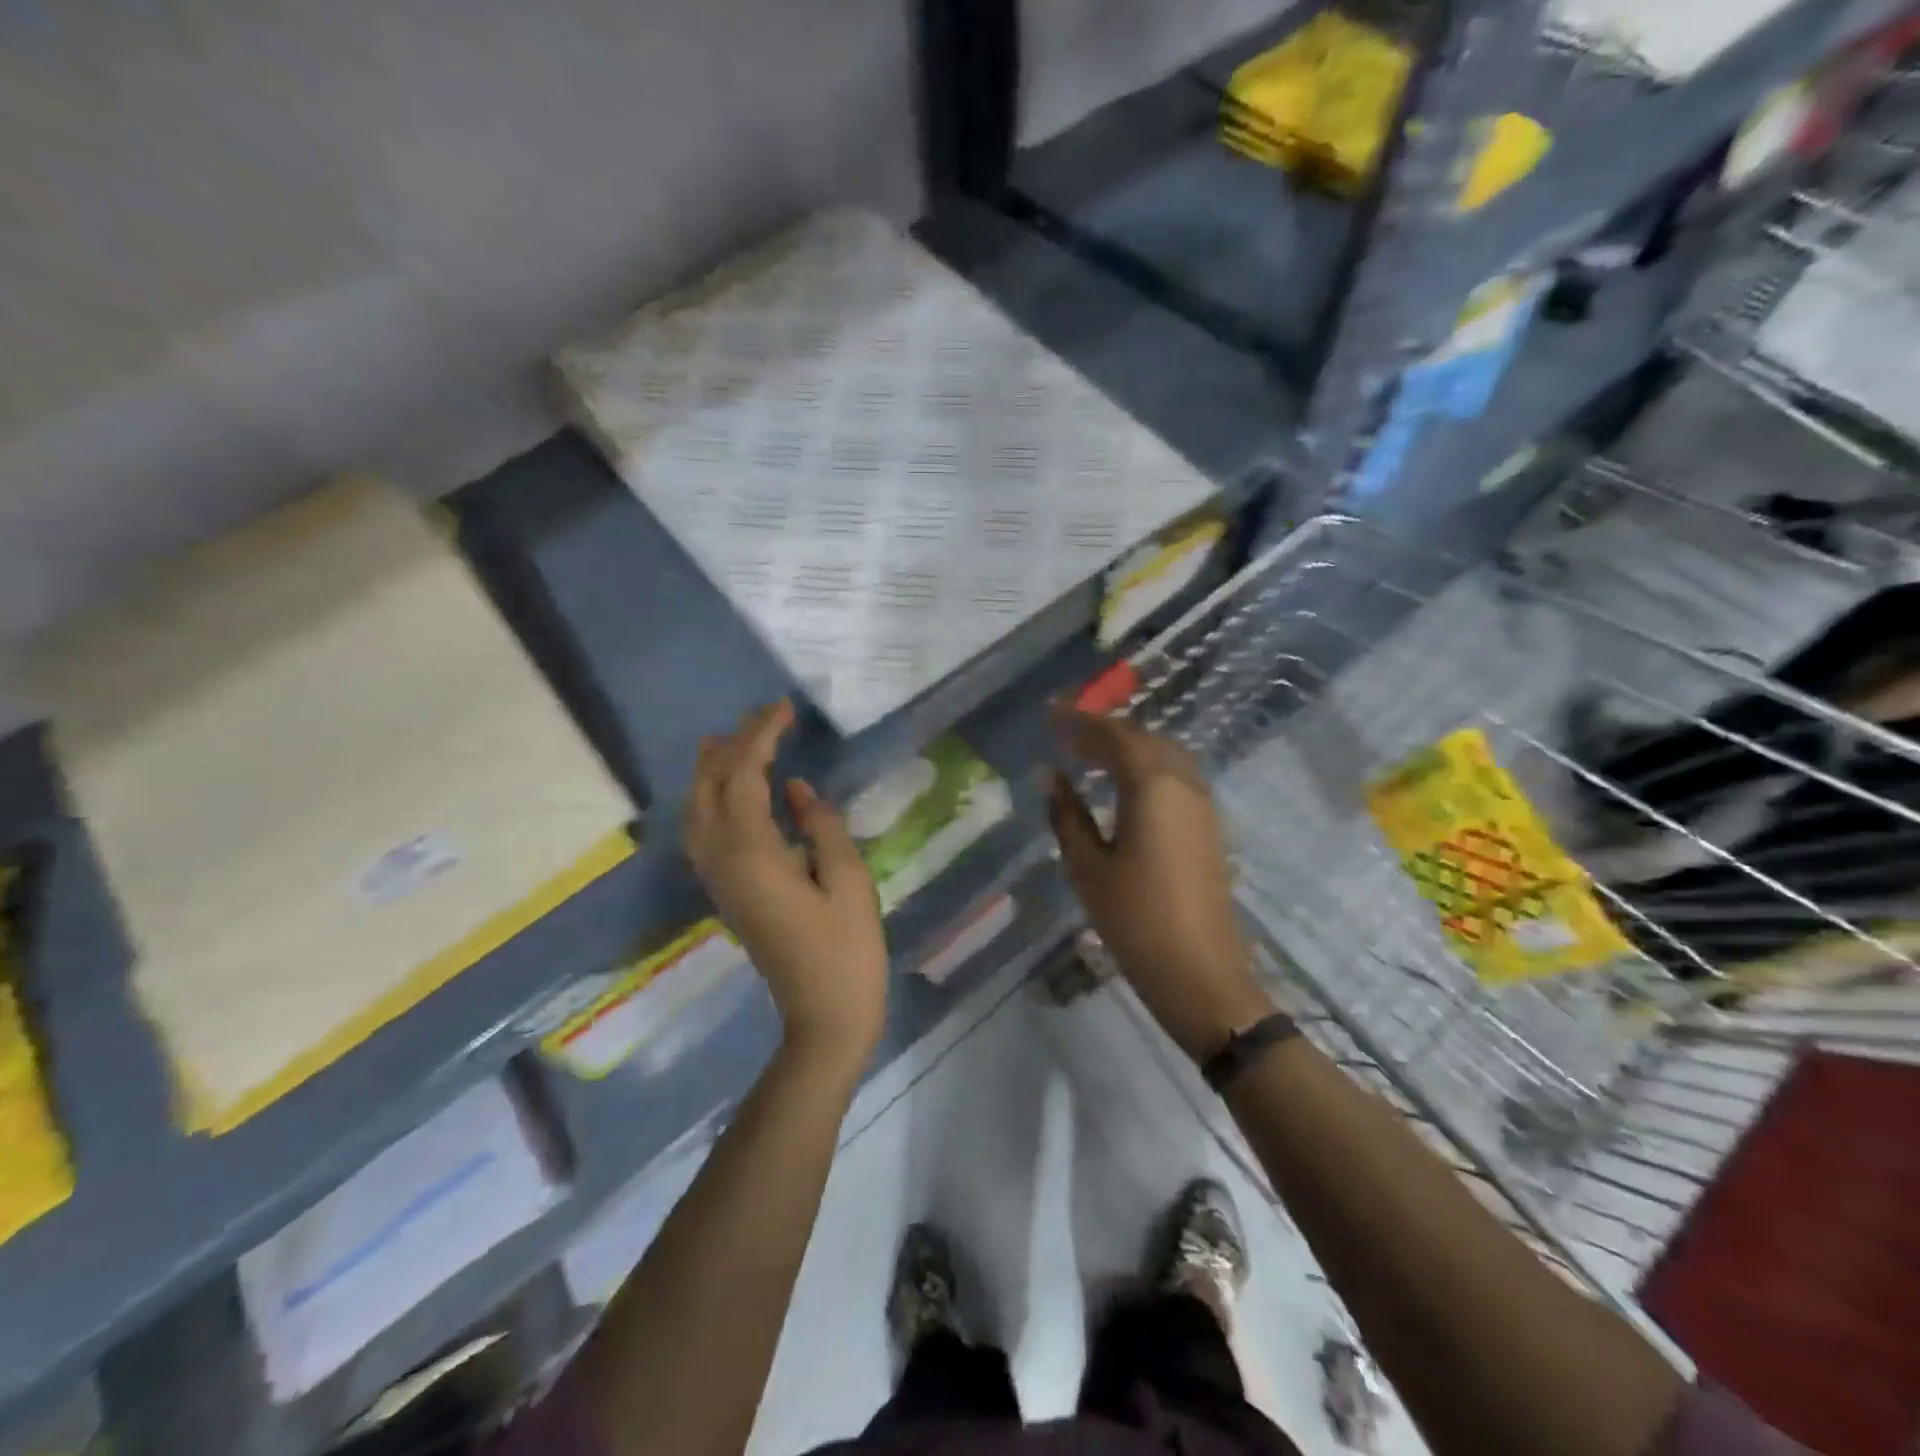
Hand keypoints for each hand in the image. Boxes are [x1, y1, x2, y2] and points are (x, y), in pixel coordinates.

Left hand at [683, 700, 888, 1073]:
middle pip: (710, 786)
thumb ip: (820, 826)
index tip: (785, 708)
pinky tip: (729, 790)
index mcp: (752, 853)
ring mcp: (717, 878)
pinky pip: (702, 830)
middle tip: (766, 717)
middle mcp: (721, 860)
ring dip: (712, 768)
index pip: (744, 776)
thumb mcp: (848, 880)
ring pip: (696, 809)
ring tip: (734, 740)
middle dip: (733, 744)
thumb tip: (793, 788)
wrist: (823, 1017)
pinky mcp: (725, 891)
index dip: (761, 736)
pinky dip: (709, 797)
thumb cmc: (846, 950)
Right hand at [1047, 708, 1268, 1060]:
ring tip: (1091, 757)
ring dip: (1128, 747)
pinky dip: (1147, 767)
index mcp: (1152, 786)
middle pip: (1142, 739)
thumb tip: (1050, 775)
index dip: (1079, 721)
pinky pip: (1176, 776)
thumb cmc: (1134, 919)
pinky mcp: (1209, 825)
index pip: (1113, 736)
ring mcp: (1202, 804)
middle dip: (1103, 731)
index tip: (1049, 713)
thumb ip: (1067, 814)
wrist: (1200, 971)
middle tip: (1067, 736)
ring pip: (1164, 755)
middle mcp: (1183, 783)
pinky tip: (1125, 786)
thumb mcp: (1087, 866)